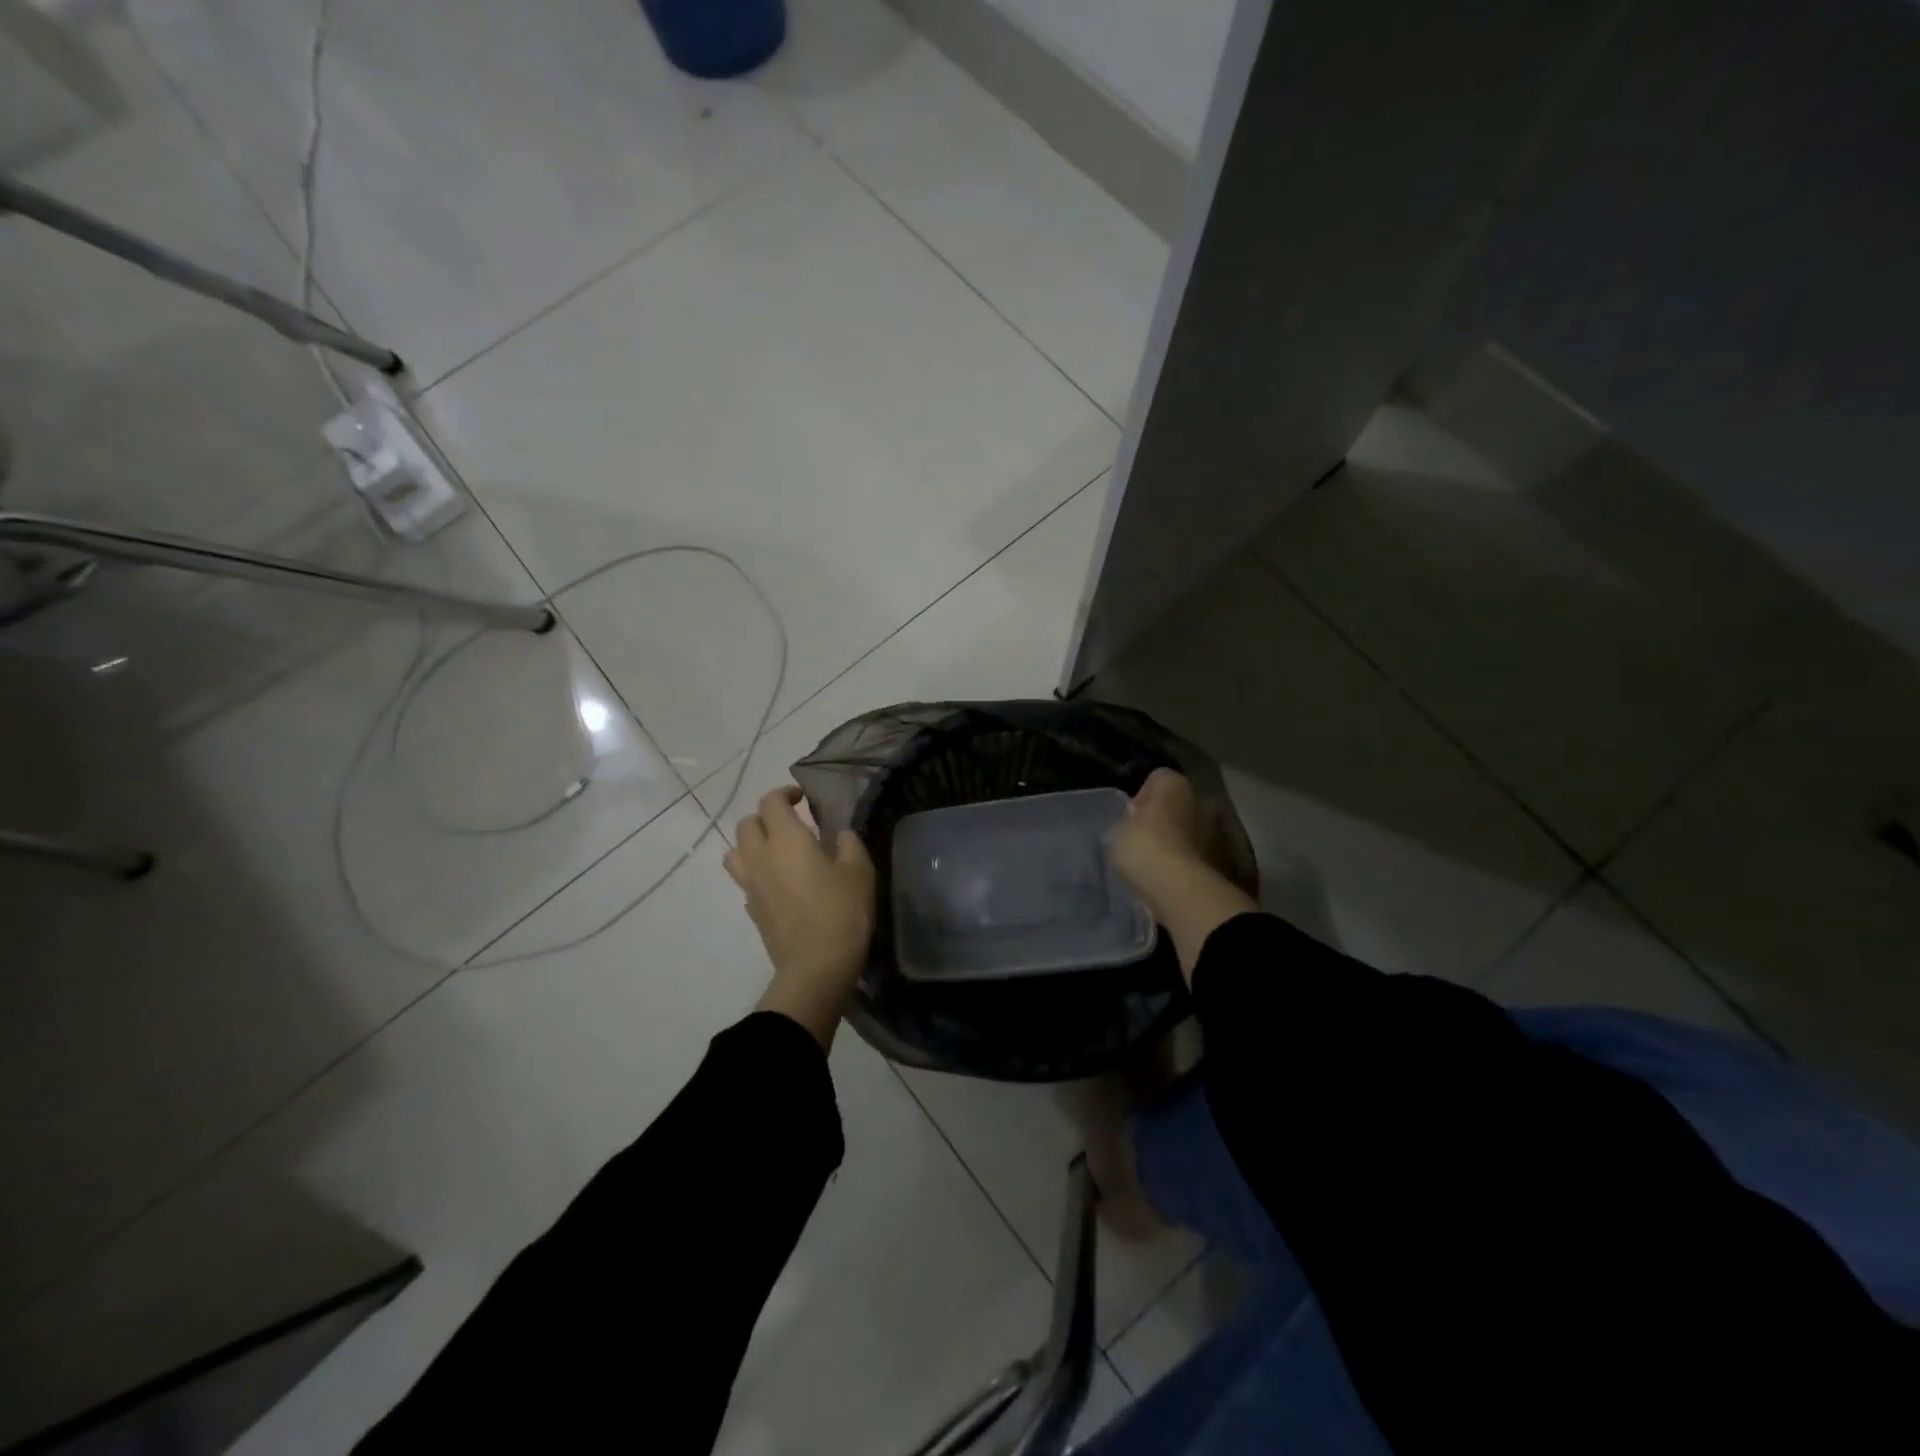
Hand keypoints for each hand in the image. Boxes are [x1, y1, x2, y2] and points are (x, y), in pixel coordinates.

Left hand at [724, 787, 876, 1047]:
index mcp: (786, 839)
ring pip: (735, 852)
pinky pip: (745, 880)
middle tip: (790, 823)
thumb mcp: (859, 872)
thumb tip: (840, 835)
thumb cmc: (842, 912)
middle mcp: (761, 856)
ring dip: (751, 844)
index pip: (771, 802)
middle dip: (766, 817)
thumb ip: (849, 844)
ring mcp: (751, 885)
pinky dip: (757, 873)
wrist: (816, 967)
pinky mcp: (751, 909)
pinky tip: (779, 883)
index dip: (785, 793)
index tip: (802, 798)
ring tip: (775, 851)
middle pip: (747, 824)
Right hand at [1109, 769, 1254, 980]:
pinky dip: (1187, 863)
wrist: (1181, 890)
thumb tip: (1137, 824)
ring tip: (1156, 864)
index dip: (1140, 798)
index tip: (1130, 820)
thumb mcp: (1117, 832)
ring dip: (1177, 842)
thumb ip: (1127, 823)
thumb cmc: (1144, 848)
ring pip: (1191, 830)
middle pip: (1177, 805)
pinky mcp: (1225, 860)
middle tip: (1142, 842)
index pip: (1156, 779)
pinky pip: (1198, 855)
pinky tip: (1170, 879)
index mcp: (1175, 784)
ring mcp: (1218, 830)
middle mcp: (1202, 799)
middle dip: (1162, 820)